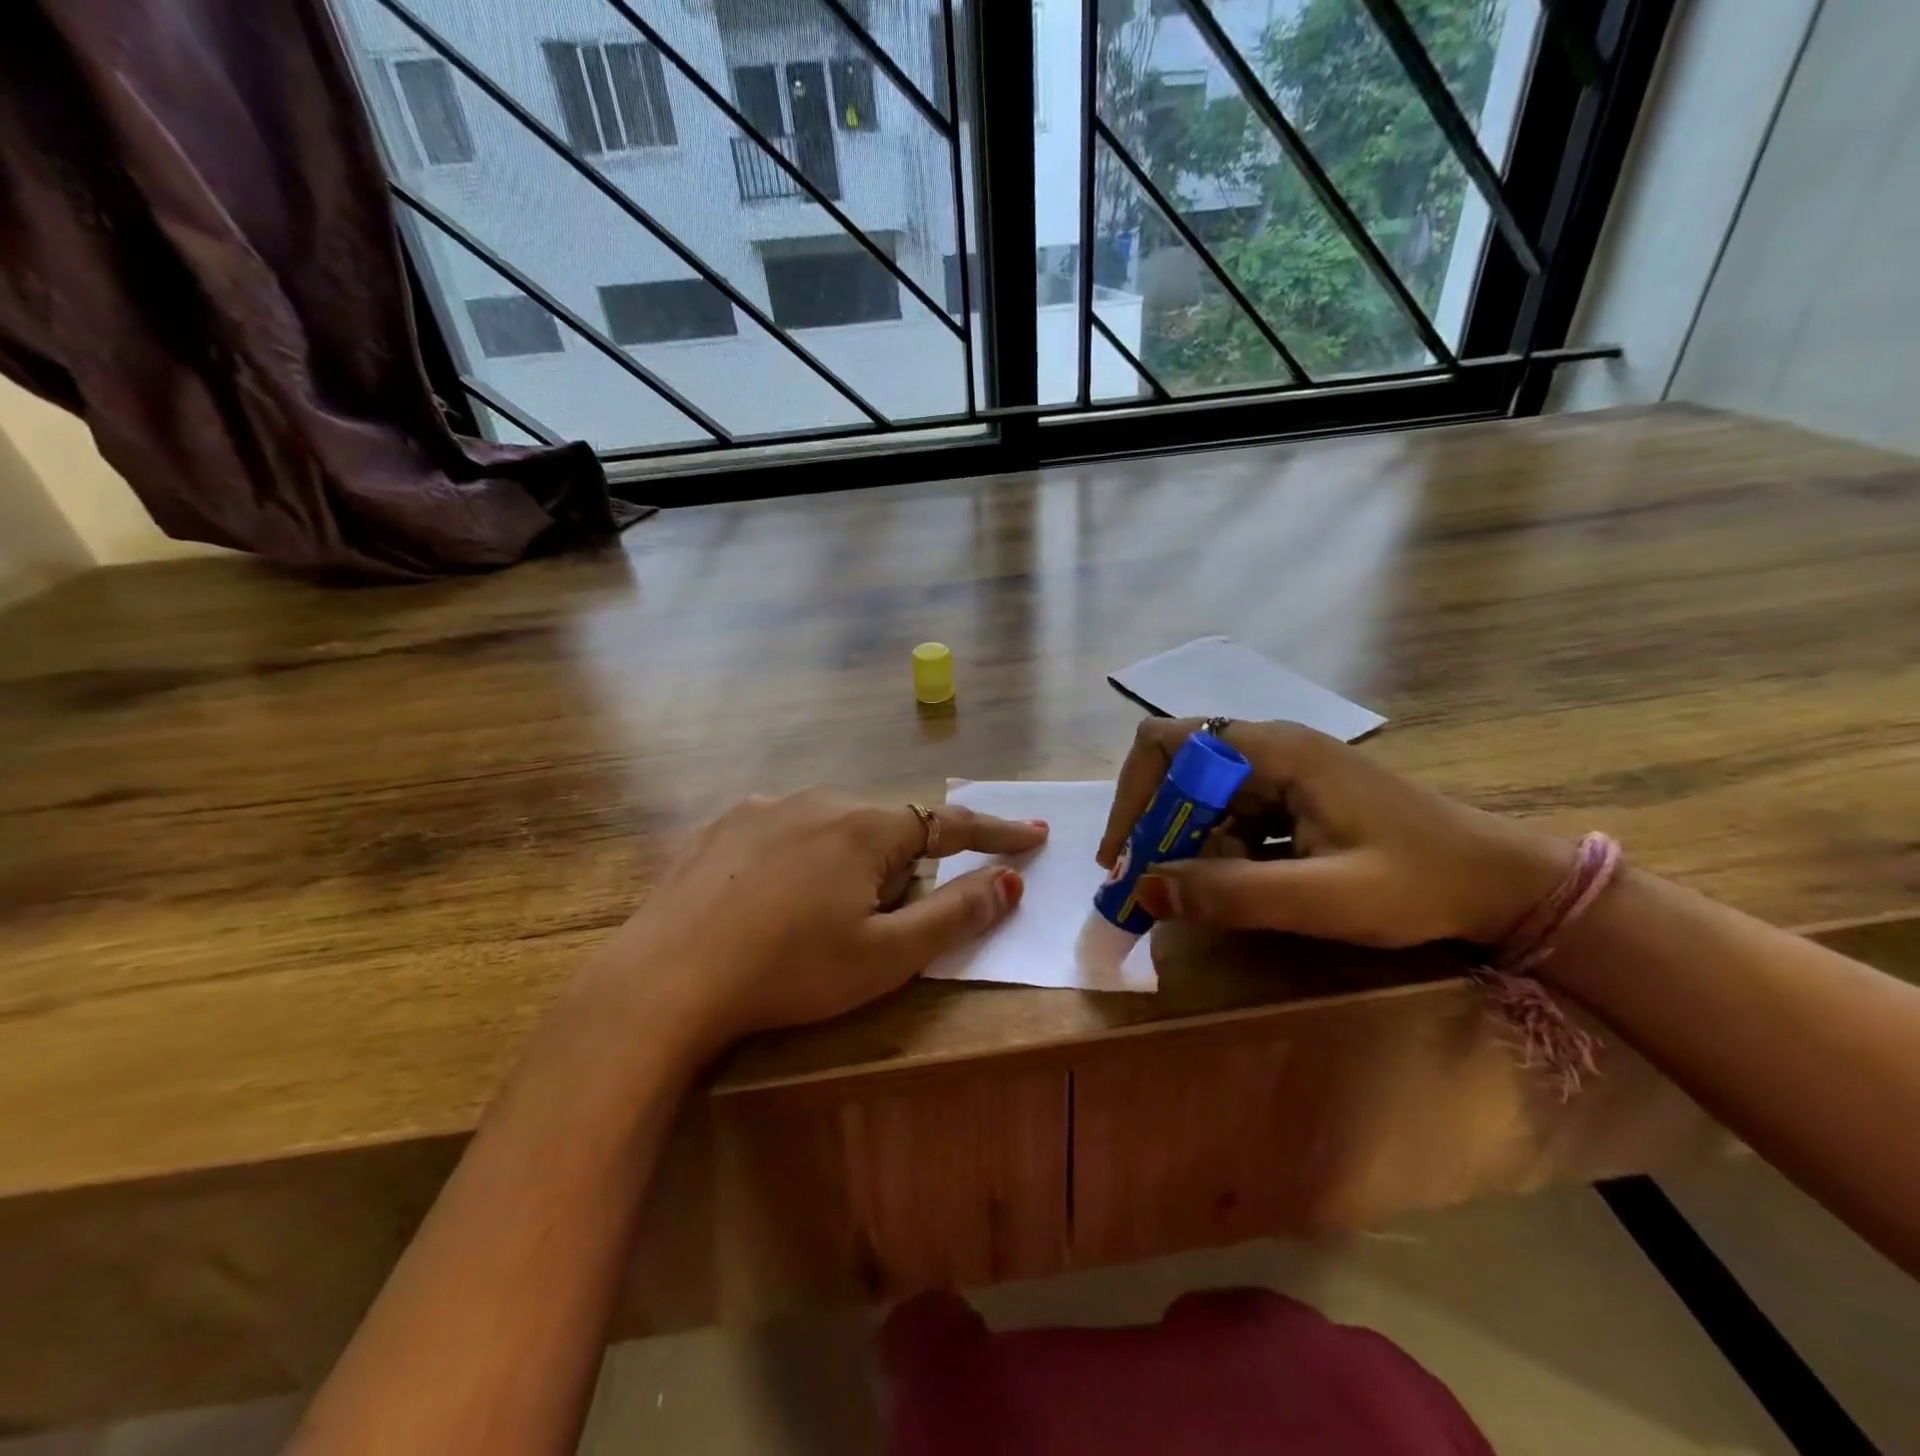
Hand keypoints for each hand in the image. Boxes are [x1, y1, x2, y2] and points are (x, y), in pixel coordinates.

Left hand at [593, 790, 1047, 1056]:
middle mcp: (819, 801)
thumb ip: (955, 914)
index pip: (950, 824)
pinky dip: (796, 860)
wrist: (666, 978)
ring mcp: (765, 807)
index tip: (1033, 835)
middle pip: (885, 832)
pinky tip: (768, 902)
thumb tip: (1008, 881)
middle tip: (875, 927)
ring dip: (845, 865)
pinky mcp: (722, 824)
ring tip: (813, 921)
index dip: (996, 833)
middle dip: (898, 871)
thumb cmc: (791, 971)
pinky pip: (783, 833)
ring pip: (832, 830)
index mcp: (867, 828)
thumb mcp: (886, 956)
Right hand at [1098, 719, 1572, 948]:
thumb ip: (1231, 893)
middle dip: (1155, 827)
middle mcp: (1271, 748)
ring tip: (1194, 896)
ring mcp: (1285, 771)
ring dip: (1186, 843)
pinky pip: (1234, 814)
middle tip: (1148, 887)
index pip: (1167, 745)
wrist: (1506, 884)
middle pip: (1179, 770)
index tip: (1124, 855)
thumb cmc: (1422, 883)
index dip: (1133, 795)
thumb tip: (1143, 890)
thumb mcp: (1324, 898)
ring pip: (1203, 796)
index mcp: (1274, 751)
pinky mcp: (1297, 796)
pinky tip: (1239, 886)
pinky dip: (1217, 849)